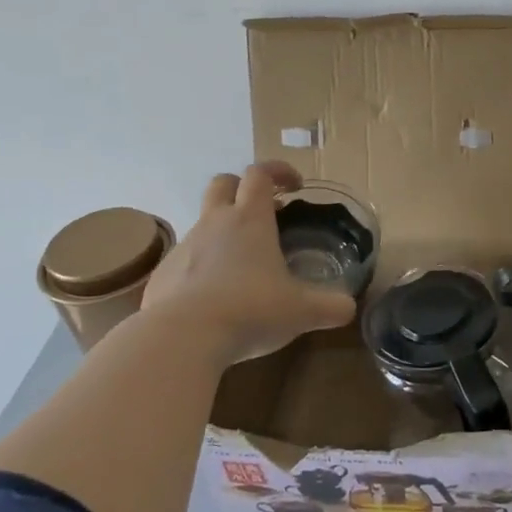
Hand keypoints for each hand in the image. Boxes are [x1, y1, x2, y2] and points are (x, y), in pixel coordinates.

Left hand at [141, 162, 355, 361]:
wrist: (180, 339)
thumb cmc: (250, 311)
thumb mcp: (302, 312)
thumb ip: (331, 306)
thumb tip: (348, 306)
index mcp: (250, 220)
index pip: (260, 174)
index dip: (279, 171)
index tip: (295, 186)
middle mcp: (214, 224)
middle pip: (222, 184)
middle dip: (242, 188)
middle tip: (265, 211)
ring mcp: (183, 248)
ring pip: (202, 223)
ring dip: (223, 232)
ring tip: (244, 265)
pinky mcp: (162, 276)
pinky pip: (185, 261)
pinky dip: (202, 268)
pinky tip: (215, 299)